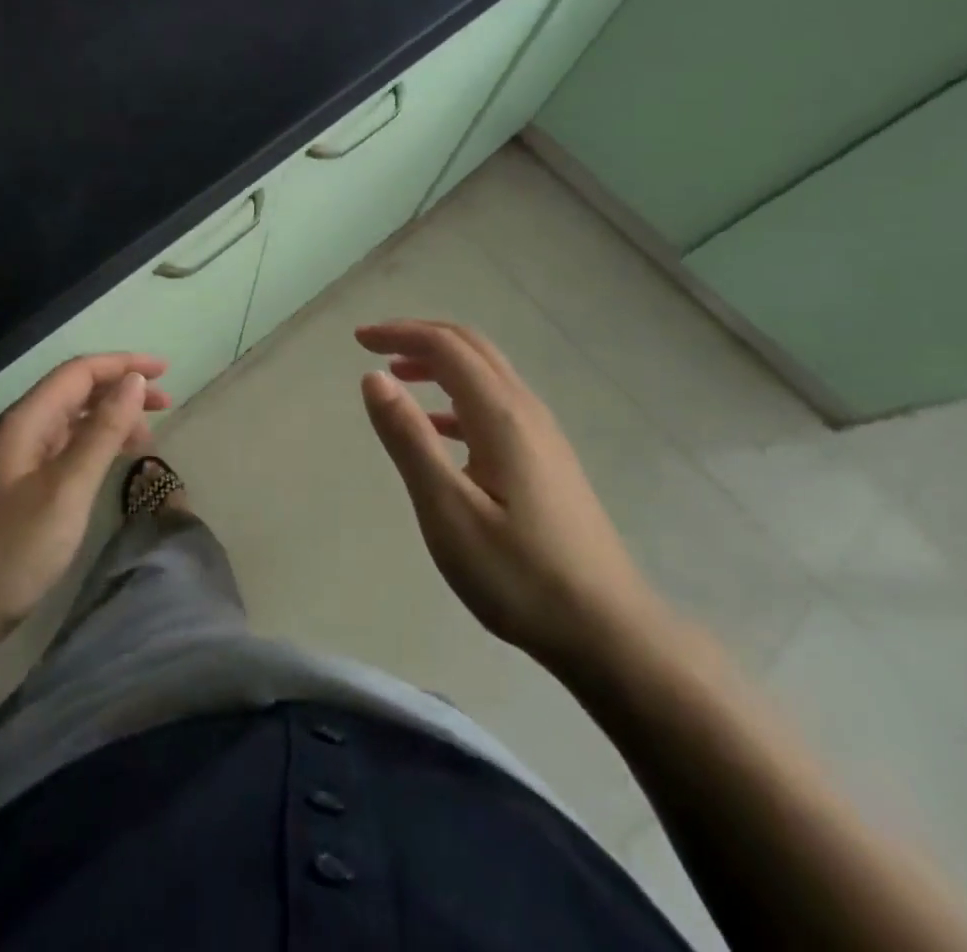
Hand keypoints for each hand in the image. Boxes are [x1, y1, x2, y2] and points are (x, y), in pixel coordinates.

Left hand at [0, 353, 170, 674]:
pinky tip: (105, 467)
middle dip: (119, 391)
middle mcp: (14, 433)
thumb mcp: (66, 490)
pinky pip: (57, 452)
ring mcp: (7, 464)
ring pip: (66, 424)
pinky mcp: (7, 493)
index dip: (124, 365)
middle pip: (72, 393)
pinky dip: (89, 448)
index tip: (166, 371)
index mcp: (23, 422)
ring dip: (106, 421)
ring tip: (145, 439)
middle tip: (166, 406)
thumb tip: (133, 382)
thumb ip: (102, 433)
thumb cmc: (8, 553)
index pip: (78, 372)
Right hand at [357, 320, 667, 677]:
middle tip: (374, 347)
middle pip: (471, 347)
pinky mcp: (547, 460)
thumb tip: (374, 377)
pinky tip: (438, 429)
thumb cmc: (519, 575)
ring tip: (398, 379)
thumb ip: (409, 439)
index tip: (358, 341)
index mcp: (501, 415)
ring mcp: (543, 435)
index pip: (445, 347)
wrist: (609, 632)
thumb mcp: (448, 511)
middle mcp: (525, 411)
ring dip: (439, 363)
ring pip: (486, 374)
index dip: (399, 333)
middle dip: (419, 337)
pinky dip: (457, 397)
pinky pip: (495, 405)